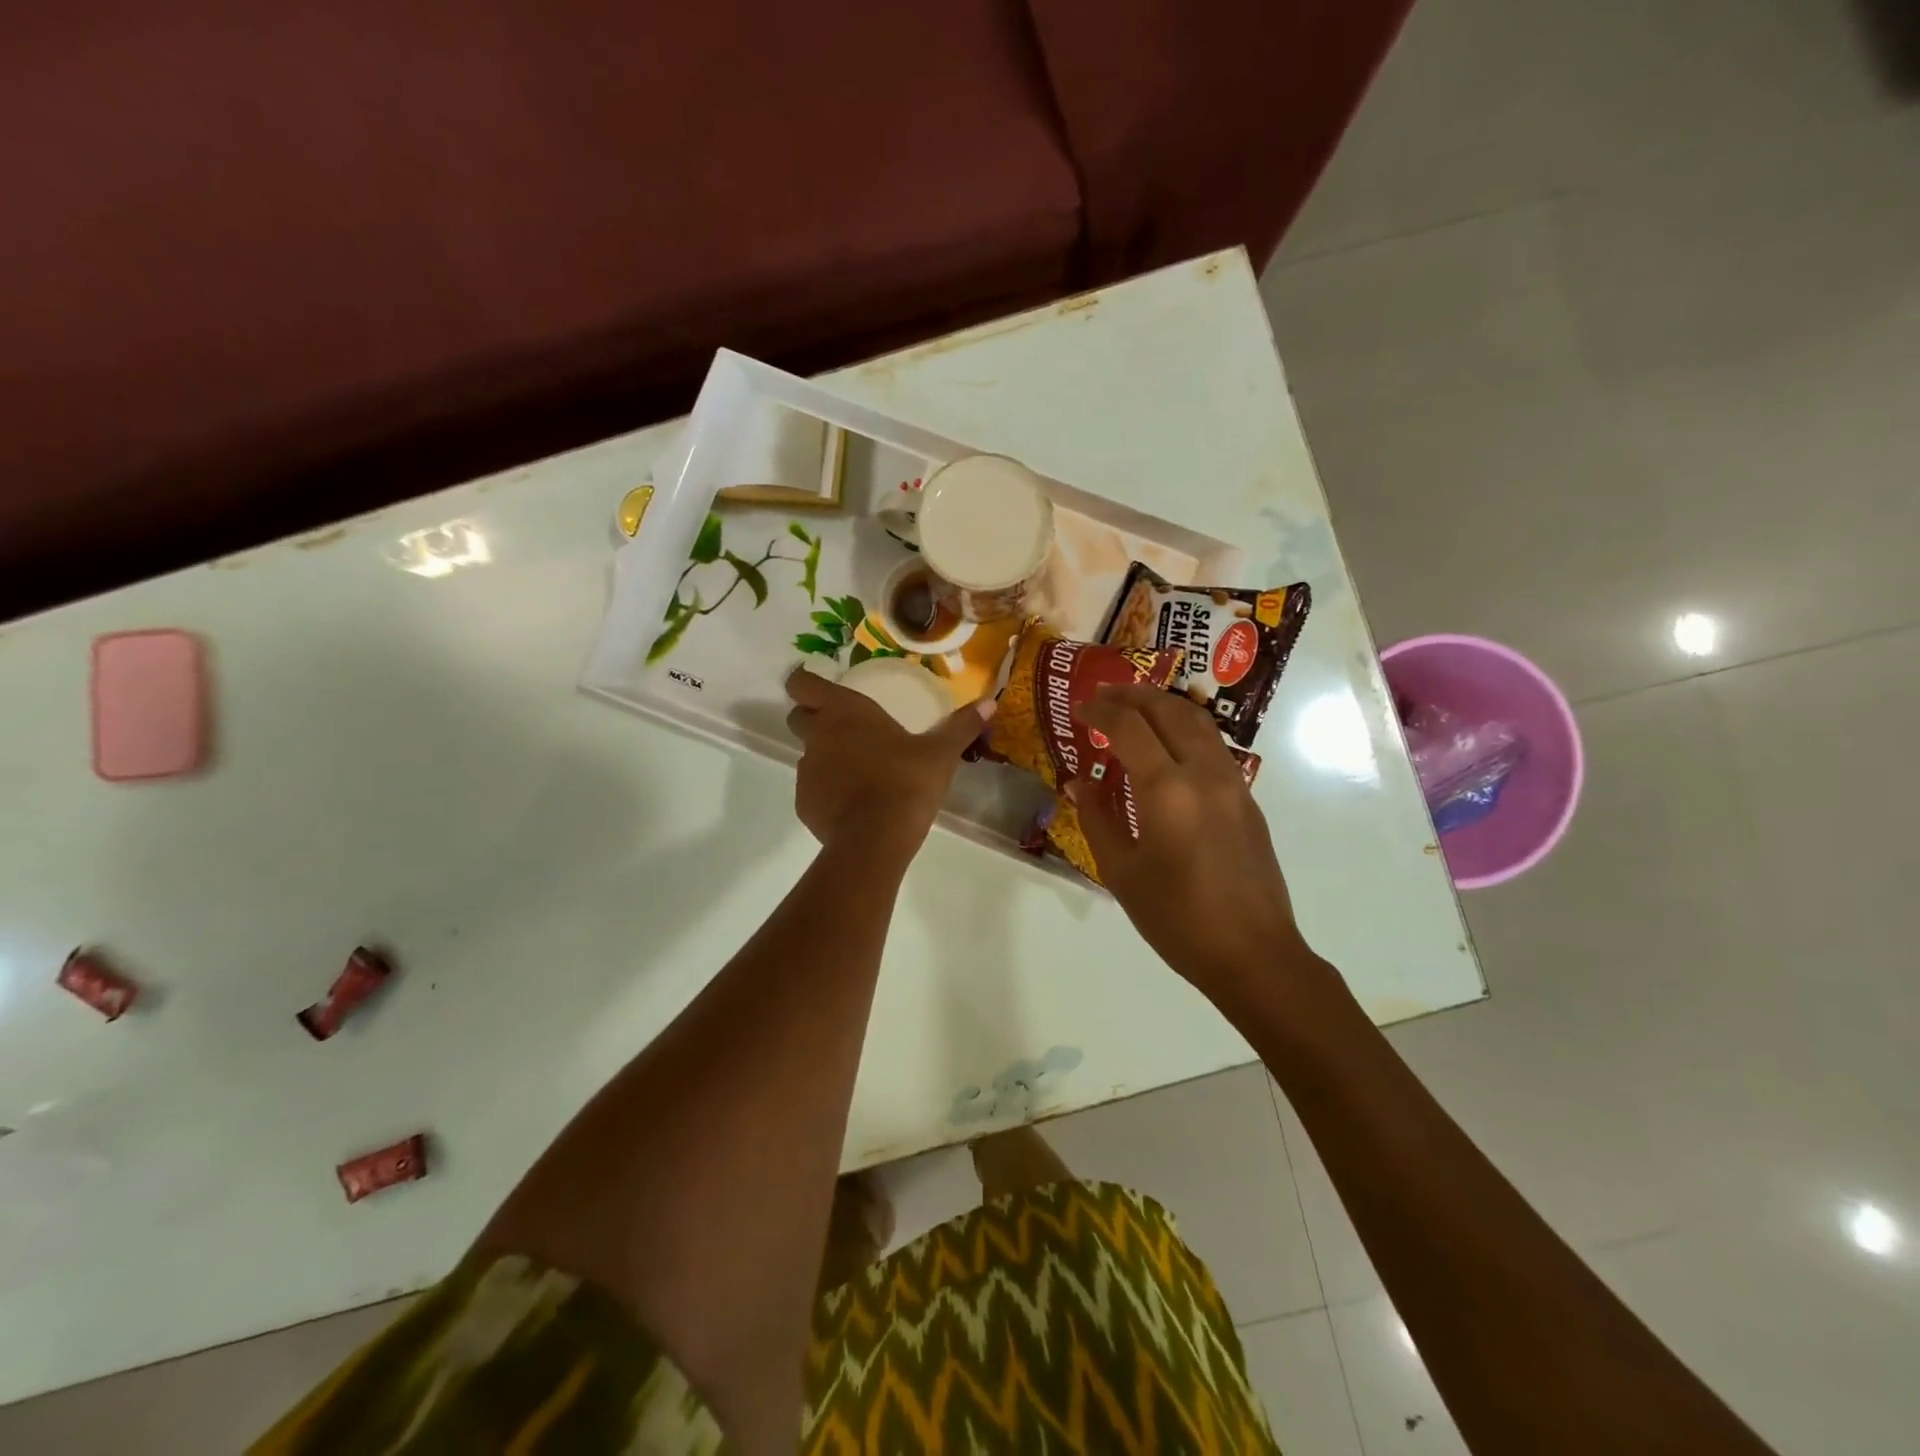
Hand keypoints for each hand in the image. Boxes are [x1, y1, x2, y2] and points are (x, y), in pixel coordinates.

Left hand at [784, 666, 992, 860]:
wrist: (876, 839)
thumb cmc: (906, 782)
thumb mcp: (940, 753)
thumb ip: (961, 726)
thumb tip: (990, 703)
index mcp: (845, 712)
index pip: (803, 684)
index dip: (804, 682)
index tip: (818, 685)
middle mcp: (818, 736)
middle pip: (798, 717)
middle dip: (813, 718)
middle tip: (845, 729)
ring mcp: (806, 771)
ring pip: (807, 755)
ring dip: (825, 757)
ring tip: (858, 772)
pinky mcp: (804, 804)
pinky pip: (812, 790)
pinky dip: (827, 791)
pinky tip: (853, 804)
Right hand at [1070, 684, 1306, 988]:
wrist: (1253, 954)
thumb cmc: (1176, 919)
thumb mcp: (1121, 872)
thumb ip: (1097, 818)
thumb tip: (1080, 782)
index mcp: (1167, 790)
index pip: (1129, 727)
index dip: (1100, 711)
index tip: (1078, 709)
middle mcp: (1204, 773)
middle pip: (1169, 710)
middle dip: (1132, 695)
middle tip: (1103, 695)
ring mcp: (1233, 783)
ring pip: (1198, 721)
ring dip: (1163, 705)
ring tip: (1134, 709)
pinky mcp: (1247, 799)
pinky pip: (1212, 746)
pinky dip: (1183, 730)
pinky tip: (1165, 749)